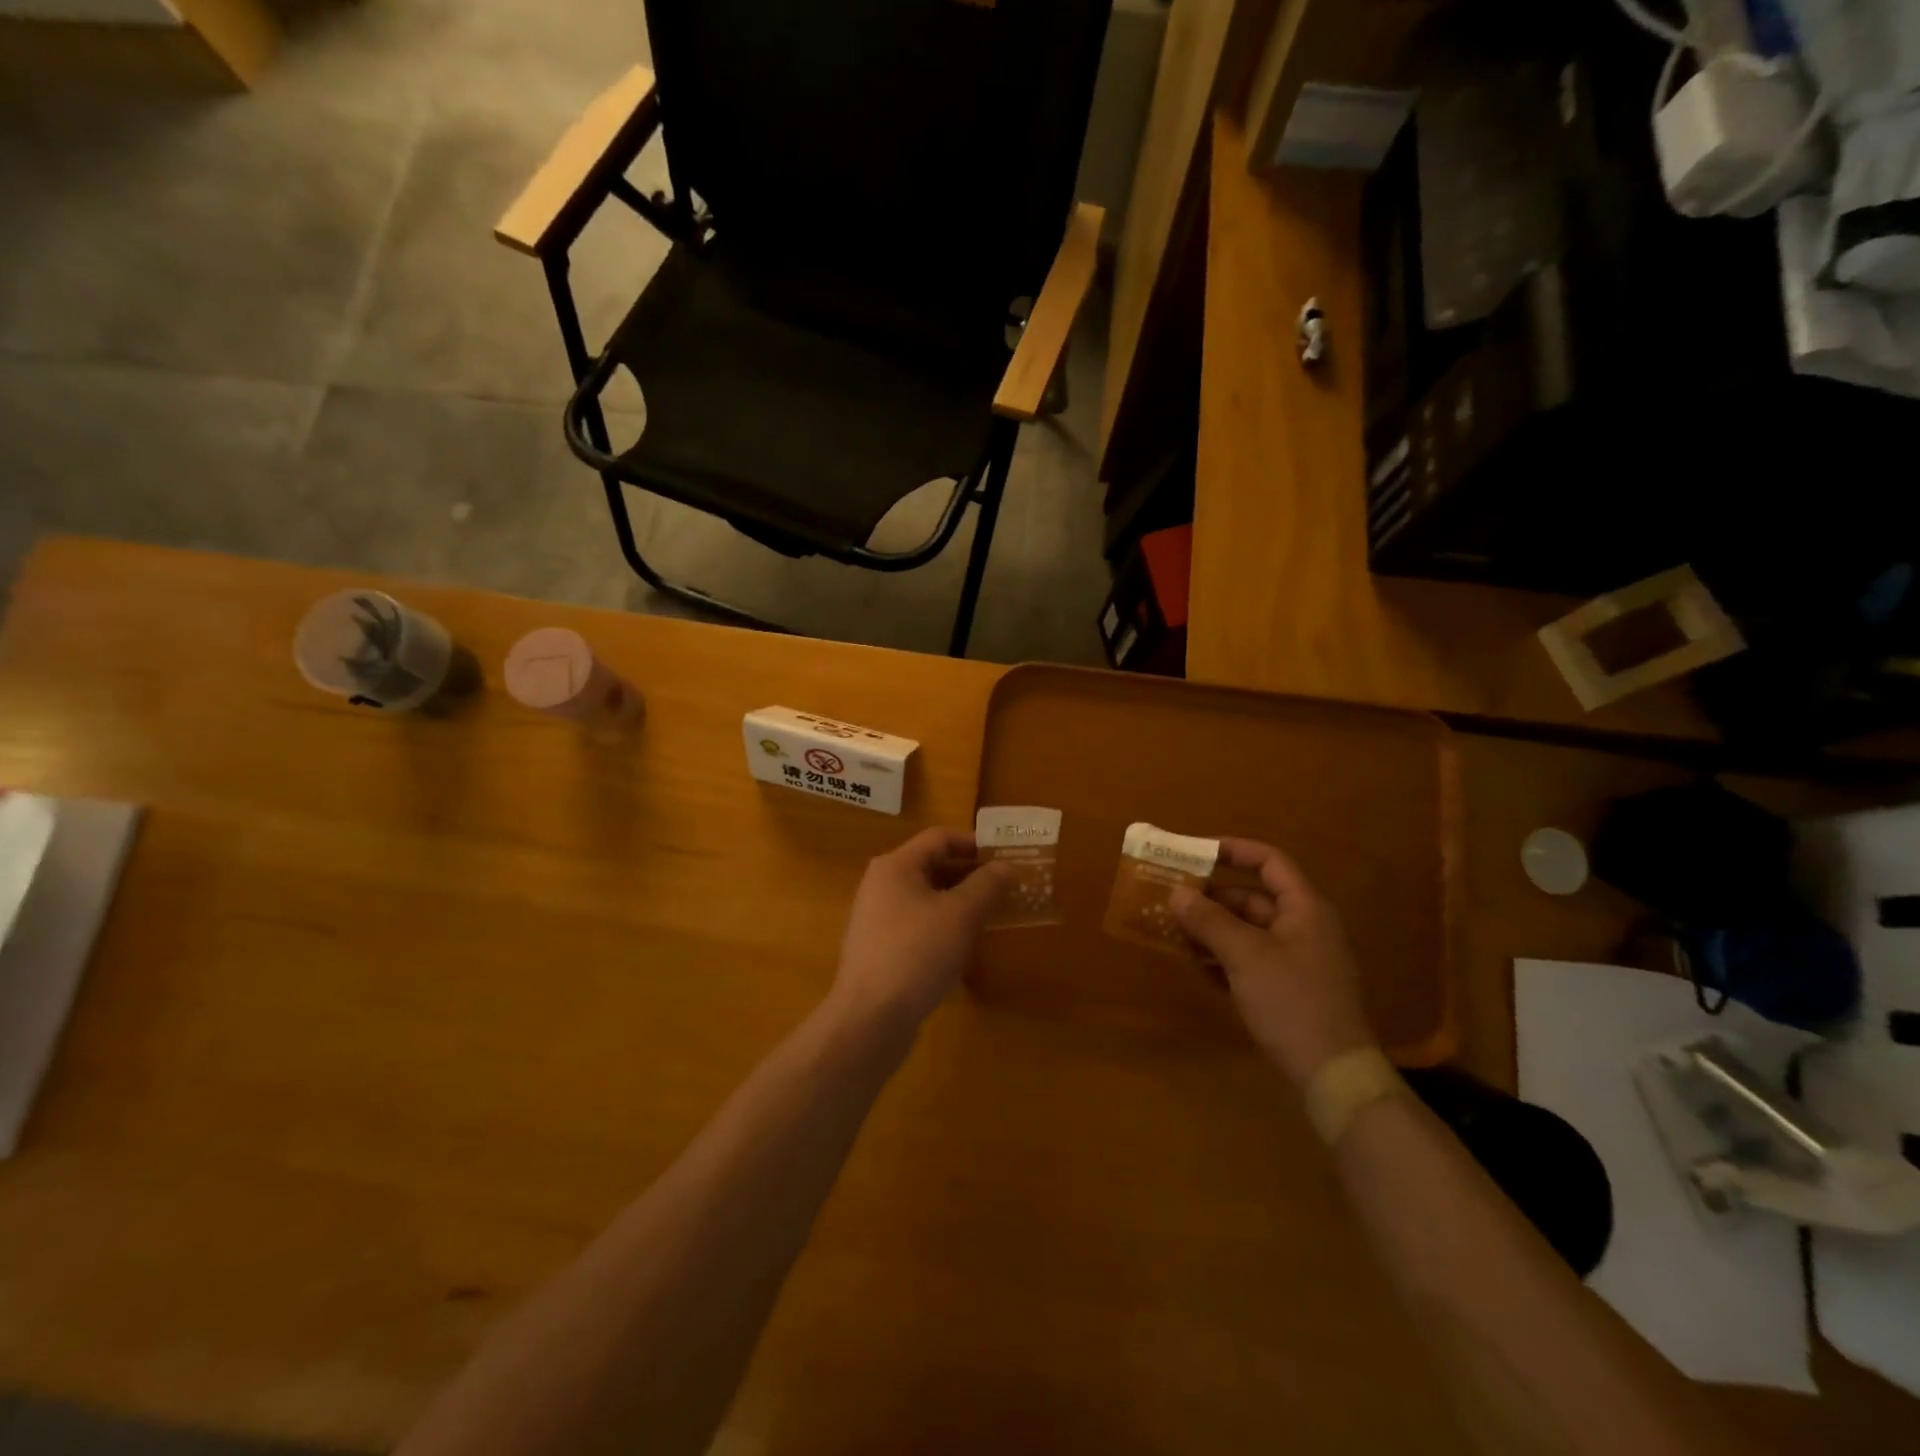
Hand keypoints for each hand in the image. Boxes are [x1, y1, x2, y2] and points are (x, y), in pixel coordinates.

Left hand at [828, 828, 1011, 1038]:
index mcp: (896, 866)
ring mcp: (877, 917)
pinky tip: (963, 945)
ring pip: (926, 897)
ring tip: (991, 915)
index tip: (1006, 857)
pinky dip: (942, 925)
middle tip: (1006, 887)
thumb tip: (1005, 866)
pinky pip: (917, 923)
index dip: (975, 843)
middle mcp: (881, 884)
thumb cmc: (917, 953)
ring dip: (959, 901)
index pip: (940, 838)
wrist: (870, 1017)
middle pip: (931, 866)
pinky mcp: (879, 948)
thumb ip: (986, 885)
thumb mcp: (960, 915)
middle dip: (970, 874)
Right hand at [1171, 839, 1374, 1084]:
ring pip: (1248, 931)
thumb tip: (1176, 892)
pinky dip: (1222, 956)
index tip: (1195, 852)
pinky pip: (1250, 959)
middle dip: (1211, 898)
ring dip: (1212, 929)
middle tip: (1171, 899)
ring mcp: (1297, 960)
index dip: (1234, 850)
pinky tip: (1195, 965)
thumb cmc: (1291, 1001)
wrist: (1333, 1074)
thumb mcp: (1245, 955)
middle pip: (1253, 898)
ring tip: (1173, 931)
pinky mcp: (1288, 989)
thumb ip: (1209, 920)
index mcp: (1304, 909)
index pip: (1270, 862)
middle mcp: (1303, 927)